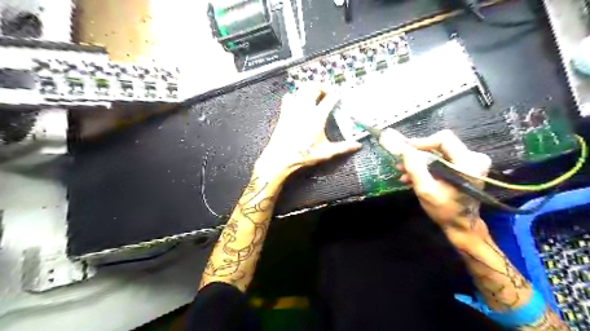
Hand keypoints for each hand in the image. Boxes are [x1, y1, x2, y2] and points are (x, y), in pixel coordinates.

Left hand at [256, 86, 361, 178]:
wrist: (281, 158)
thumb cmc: (304, 155)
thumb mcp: (326, 152)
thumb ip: (343, 147)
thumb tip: (357, 145)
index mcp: (318, 117)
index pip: (330, 99)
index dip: (336, 96)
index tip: (339, 97)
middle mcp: (305, 109)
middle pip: (314, 87)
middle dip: (322, 86)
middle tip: (326, 92)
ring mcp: (293, 109)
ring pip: (301, 89)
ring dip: (309, 89)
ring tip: (314, 94)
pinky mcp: (284, 112)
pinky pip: (289, 97)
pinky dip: (295, 96)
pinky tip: (298, 103)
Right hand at [381, 128, 491, 235]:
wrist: (461, 226)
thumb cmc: (445, 210)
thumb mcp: (425, 189)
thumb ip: (413, 166)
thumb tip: (401, 147)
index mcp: (468, 162)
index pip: (443, 139)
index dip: (421, 142)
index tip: (403, 149)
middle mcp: (473, 158)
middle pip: (439, 145)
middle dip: (416, 154)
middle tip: (400, 162)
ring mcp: (469, 163)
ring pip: (438, 153)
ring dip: (418, 162)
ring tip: (403, 173)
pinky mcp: (463, 168)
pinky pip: (441, 161)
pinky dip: (425, 167)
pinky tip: (411, 177)